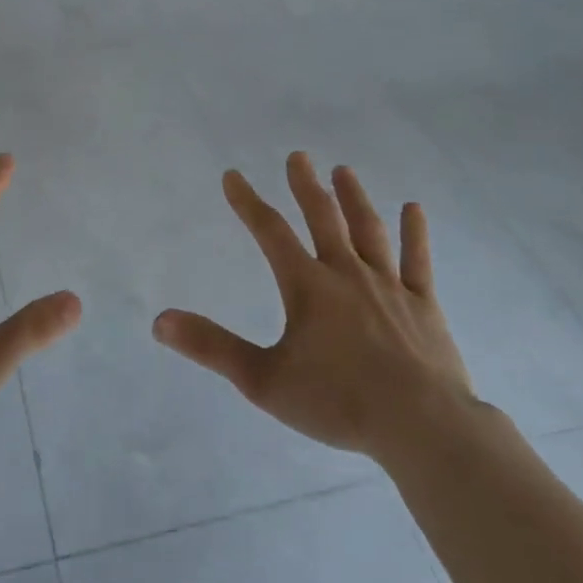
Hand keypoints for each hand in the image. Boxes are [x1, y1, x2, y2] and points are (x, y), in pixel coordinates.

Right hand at [153, 153, 476, 473]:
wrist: (422, 426)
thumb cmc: (338, 402)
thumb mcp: (263, 380)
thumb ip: (212, 347)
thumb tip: (160, 320)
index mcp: (308, 286)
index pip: (270, 232)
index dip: (248, 202)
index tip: (233, 175)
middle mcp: (346, 274)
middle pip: (323, 218)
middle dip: (306, 186)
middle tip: (298, 155)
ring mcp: (389, 286)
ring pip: (368, 230)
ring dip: (354, 198)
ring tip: (343, 170)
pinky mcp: (423, 305)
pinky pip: (417, 261)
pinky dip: (414, 233)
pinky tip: (413, 209)